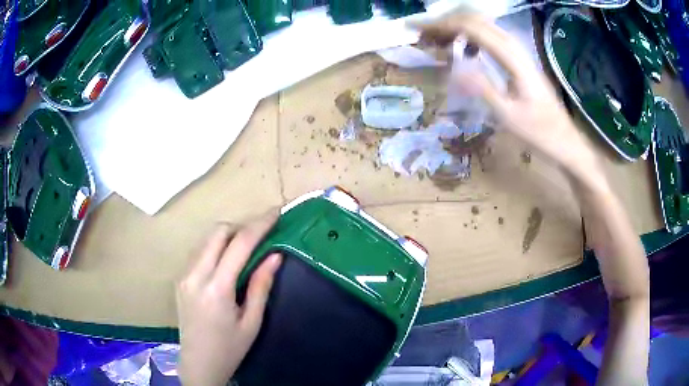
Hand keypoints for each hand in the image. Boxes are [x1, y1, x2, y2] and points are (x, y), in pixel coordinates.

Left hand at [176, 213, 281, 385]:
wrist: (199, 364)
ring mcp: (184, 276)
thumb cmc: (230, 348)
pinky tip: (227, 263)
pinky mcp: (180, 280)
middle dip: (242, 226)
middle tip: (262, 234)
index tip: (275, 212)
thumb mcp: (252, 322)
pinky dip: (216, 248)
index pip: (239, 244)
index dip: (259, 225)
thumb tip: (275, 255)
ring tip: (247, 248)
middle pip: (218, 233)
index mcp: (216, 288)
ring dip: (228, 236)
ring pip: (207, 240)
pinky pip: (200, 253)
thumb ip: (261, 286)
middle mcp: (195, 275)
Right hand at [410, 13, 602, 184]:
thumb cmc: (539, 132)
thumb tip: (452, 67)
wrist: (565, 139)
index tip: (415, 30)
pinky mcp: (518, 57)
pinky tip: (463, 50)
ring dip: (456, 27)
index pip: (470, 27)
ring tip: (436, 41)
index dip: (440, 24)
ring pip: (481, 24)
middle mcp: (514, 46)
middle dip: (444, 22)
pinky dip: (469, 36)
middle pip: (474, 18)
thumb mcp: (508, 116)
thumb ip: (482, 88)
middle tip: (422, 36)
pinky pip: (489, 36)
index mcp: (512, 58)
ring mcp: (517, 50)